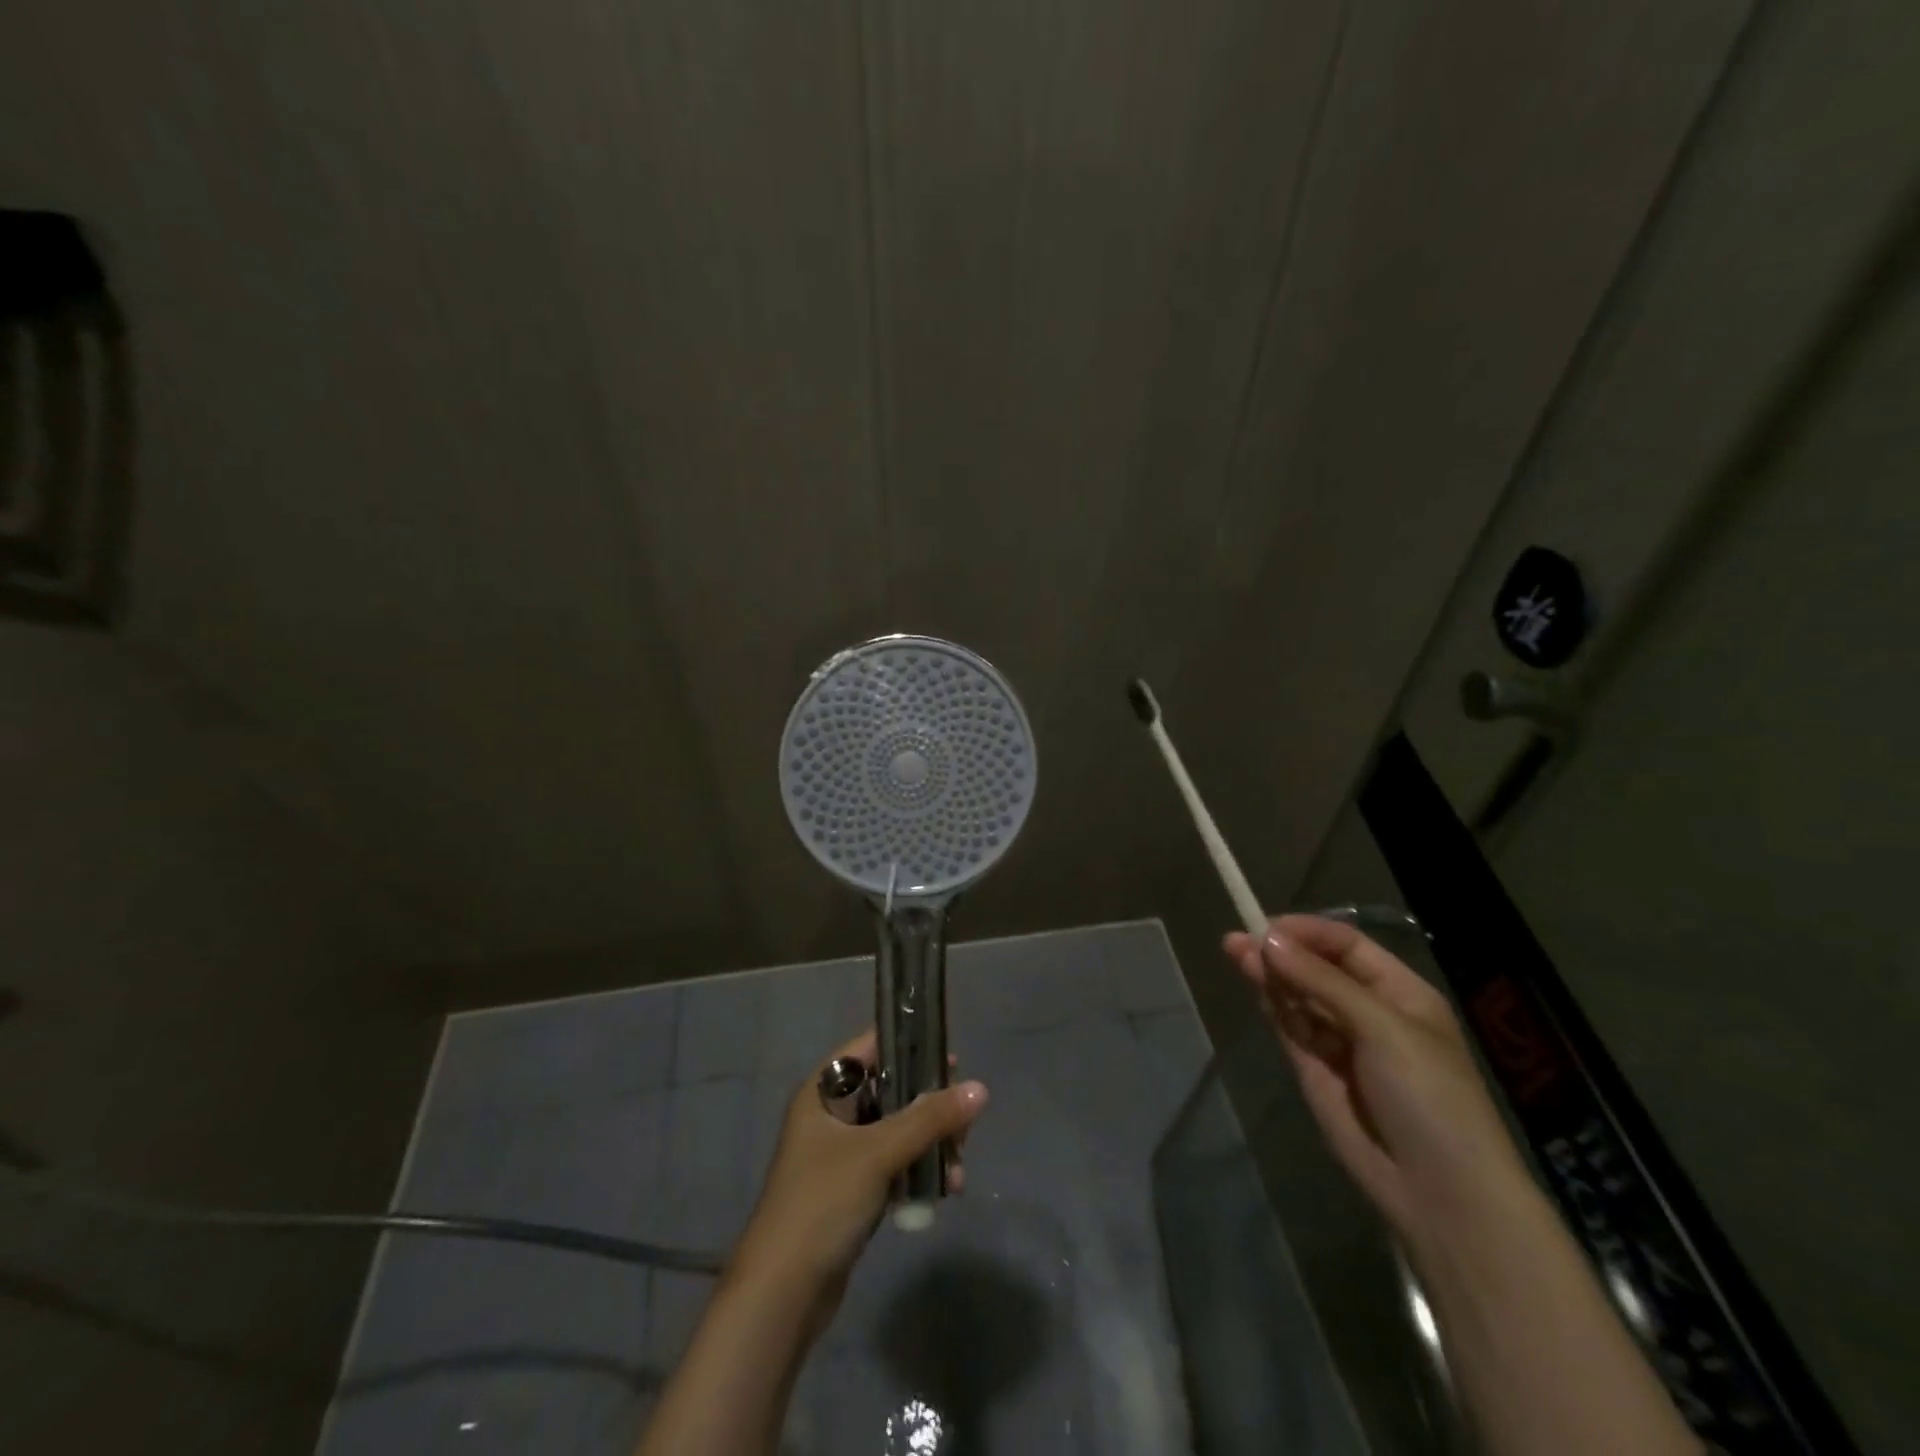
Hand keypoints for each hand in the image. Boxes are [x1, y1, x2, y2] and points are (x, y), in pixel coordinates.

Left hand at [731, 1030, 988, 1309]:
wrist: (783, 1294)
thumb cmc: (823, 1203)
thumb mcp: (878, 1153)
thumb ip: (929, 1119)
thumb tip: (981, 1089)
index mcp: (823, 1091)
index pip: (871, 1048)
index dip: (909, 1045)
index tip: (951, 1058)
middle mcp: (831, 1115)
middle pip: (890, 1090)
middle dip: (929, 1104)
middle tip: (964, 1120)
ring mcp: (841, 1153)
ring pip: (896, 1129)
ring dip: (929, 1141)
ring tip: (958, 1163)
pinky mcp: (852, 1189)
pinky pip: (894, 1163)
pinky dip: (918, 1169)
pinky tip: (946, 1188)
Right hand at [1223, 914, 1529, 1242]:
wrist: (1440, 1194)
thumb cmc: (1428, 1096)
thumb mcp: (1382, 1028)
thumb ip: (1322, 982)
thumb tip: (1268, 940)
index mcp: (1401, 994)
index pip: (1347, 946)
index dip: (1308, 933)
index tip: (1268, 928)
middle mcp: (1369, 1012)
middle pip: (1317, 968)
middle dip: (1281, 952)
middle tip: (1235, 941)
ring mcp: (1341, 1042)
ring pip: (1299, 996)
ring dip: (1270, 975)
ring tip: (1235, 953)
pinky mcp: (1316, 1071)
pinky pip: (1291, 1028)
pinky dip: (1273, 1006)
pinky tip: (1256, 986)